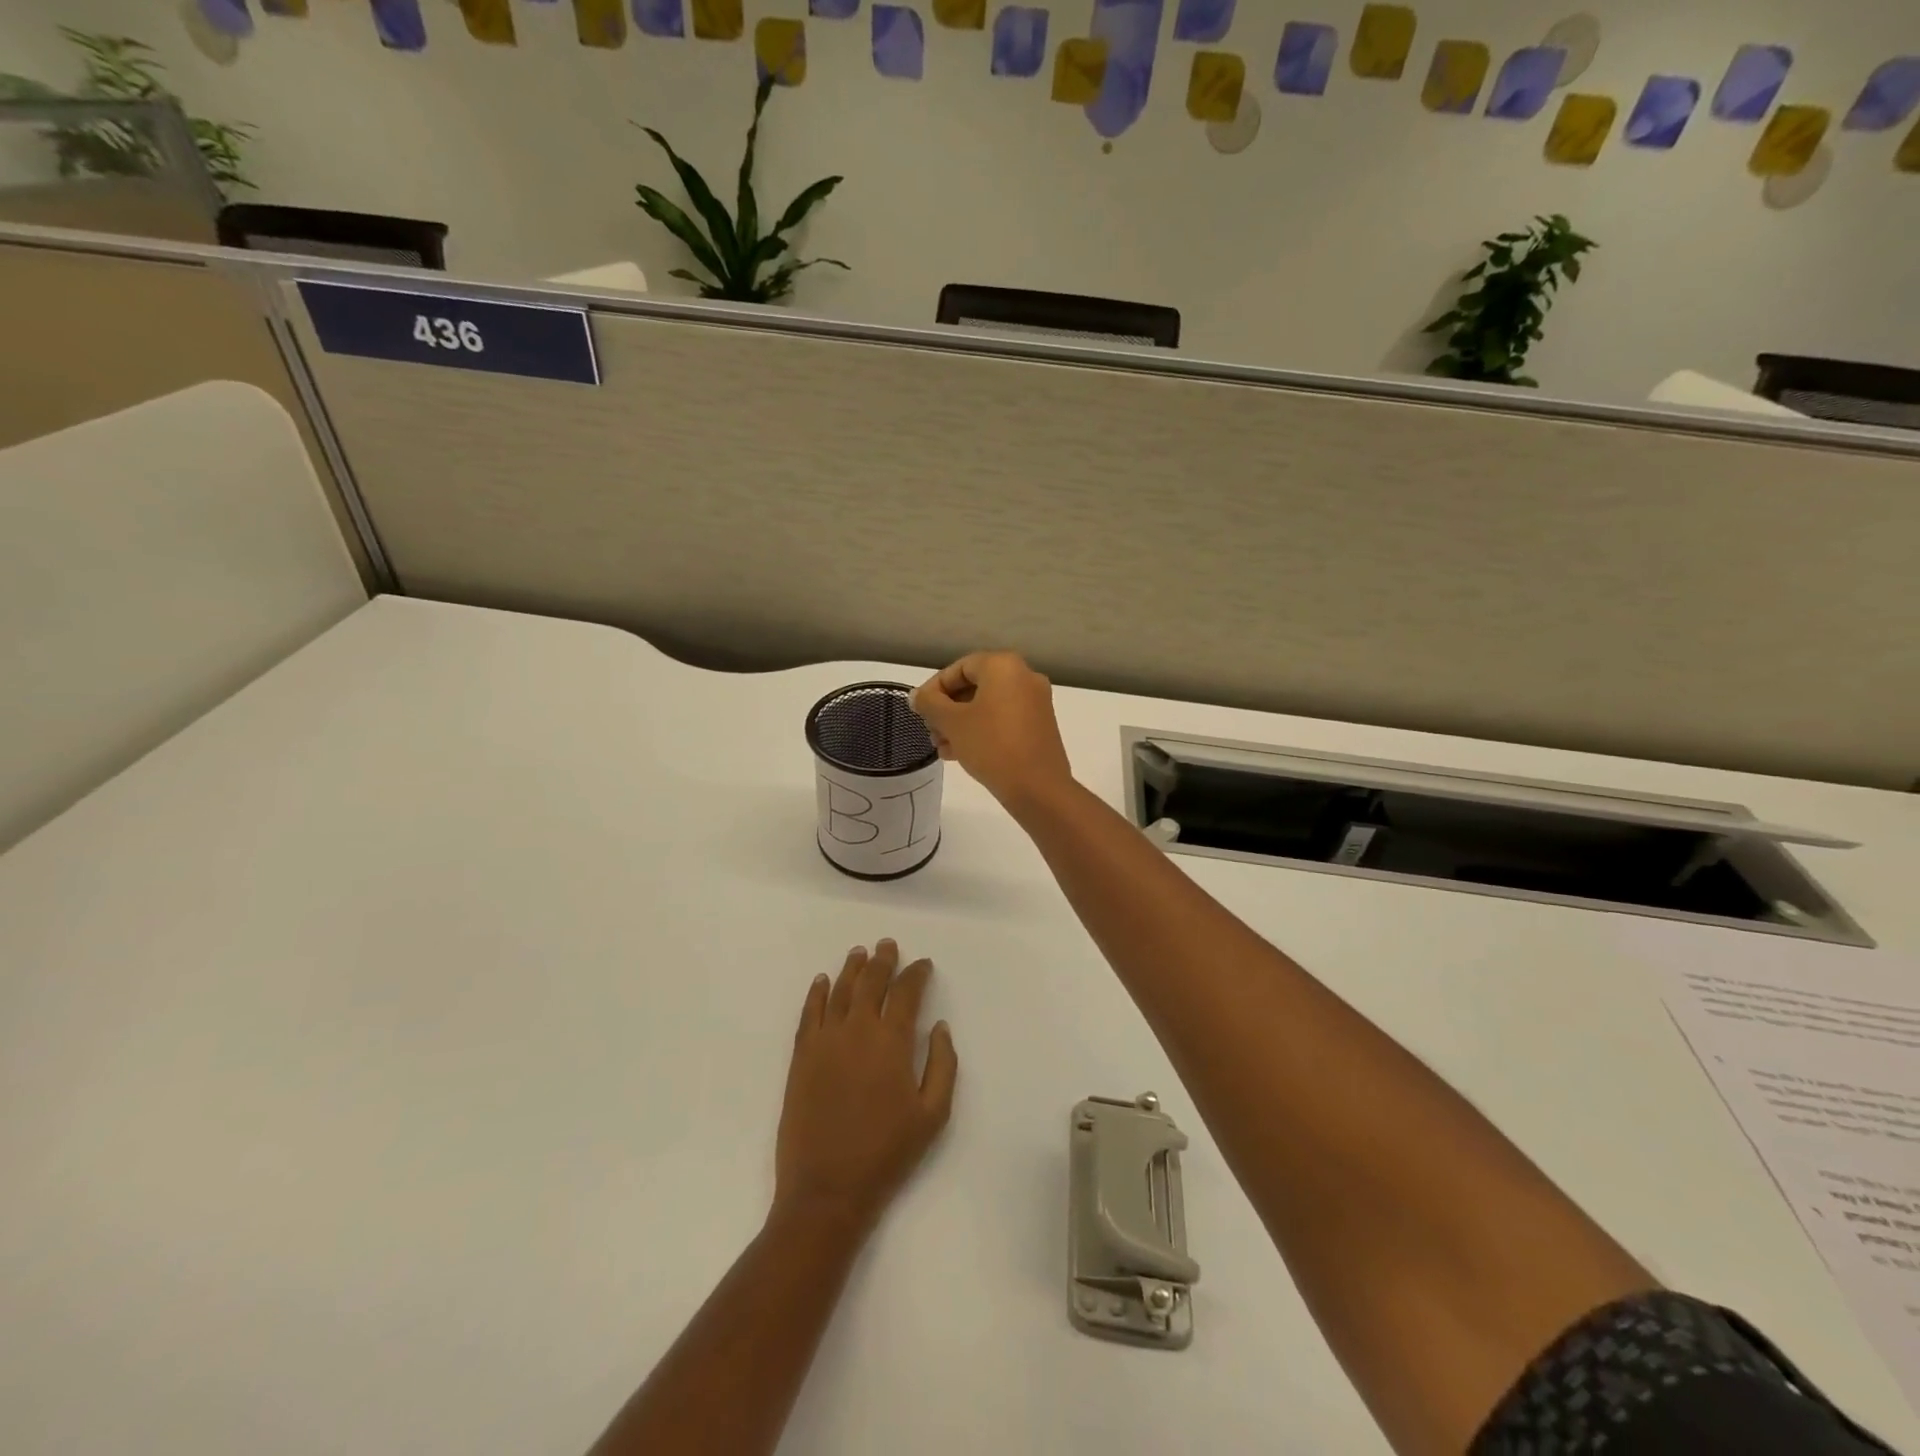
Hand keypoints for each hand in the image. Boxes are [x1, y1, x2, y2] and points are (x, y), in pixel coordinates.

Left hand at [773, 940, 957, 1232]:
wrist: (827, 1188)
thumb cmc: (887, 1153)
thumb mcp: (933, 1115)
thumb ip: (943, 1065)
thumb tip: (940, 1027)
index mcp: (892, 1042)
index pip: (906, 993)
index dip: (916, 974)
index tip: (923, 965)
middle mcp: (857, 1030)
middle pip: (871, 982)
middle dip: (882, 961)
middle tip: (888, 945)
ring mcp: (825, 1041)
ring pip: (840, 991)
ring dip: (851, 968)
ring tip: (859, 952)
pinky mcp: (801, 1057)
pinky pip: (809, 1013)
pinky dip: (817, 993)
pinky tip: (822, 981)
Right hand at [911, 652, 1075, 812]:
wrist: (1038, 788)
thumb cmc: (991, 746)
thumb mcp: (952, 723)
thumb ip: (930, 704)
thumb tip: (916, 695)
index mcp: (1004, 666)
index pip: (959, 668)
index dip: (934, 688)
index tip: (920, 711)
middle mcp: (1024, 676)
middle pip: (974, 686)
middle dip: (947, 709)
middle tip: (931, 731)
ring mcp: (1036, 702)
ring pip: (988, 705)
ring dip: (961, 723)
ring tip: (942, 747)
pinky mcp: (1040, 725)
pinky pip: (1003, 719)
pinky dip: (981, 730)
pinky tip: (960, 753)